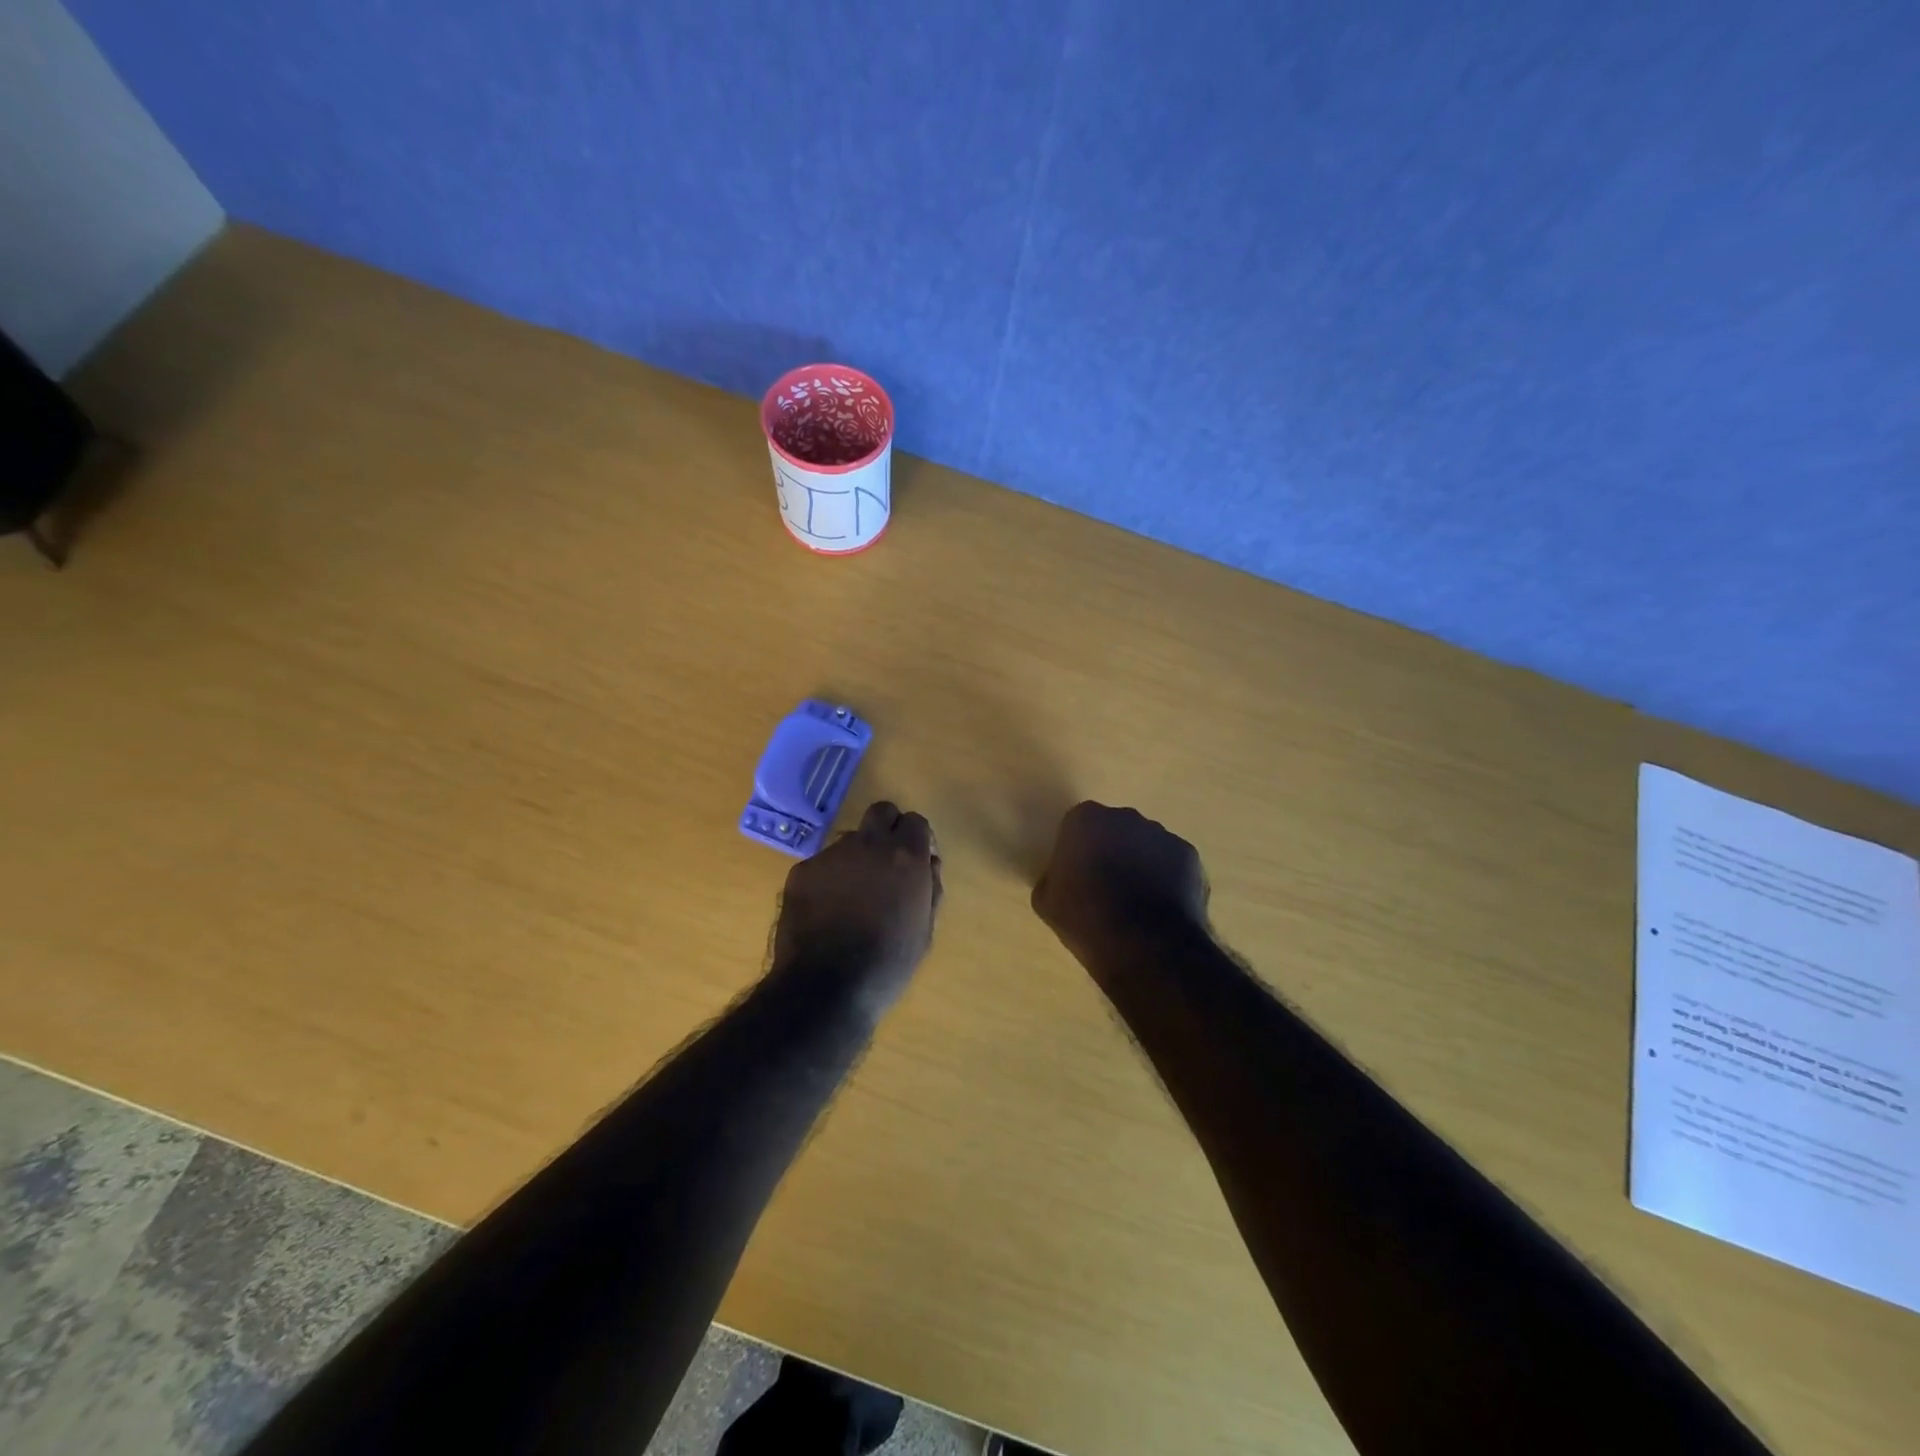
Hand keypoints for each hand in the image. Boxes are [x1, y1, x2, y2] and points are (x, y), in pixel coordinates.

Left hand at [772, 801, 942, 1014]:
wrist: (825, 988)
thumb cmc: (887, 964)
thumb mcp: (925, 930)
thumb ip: (931, 887)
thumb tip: (929, 861)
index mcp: (905, 856)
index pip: (915, 821)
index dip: (917, 839)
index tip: (917, 861)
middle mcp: (868, 844)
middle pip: (881, 812)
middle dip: (888, 828)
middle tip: (887, 862)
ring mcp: (830, 855)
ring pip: (850, 839)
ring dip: (857, 856)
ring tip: (853, 895)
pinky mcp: (801, 871)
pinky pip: (822, 864)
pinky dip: (829, 878)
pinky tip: (827, 909)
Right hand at [1031, 802, 1208, 967]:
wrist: (1144, 945)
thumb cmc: (1086, 918)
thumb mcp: (1047, 901)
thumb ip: (1052, 878)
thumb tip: (1060, 878)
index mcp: (1085, 819)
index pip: (1077, 825)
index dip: (1077, 849)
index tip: (1076, 873)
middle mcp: (1125, 816)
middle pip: (1114, 828)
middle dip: (1111, 849)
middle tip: (1105, 886)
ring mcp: (1162, 834)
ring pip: (1146, 844)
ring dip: (1140, 863)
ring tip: (1137, 902)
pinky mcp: (1190, 855)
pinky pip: (1172, 863)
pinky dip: (1167, 879)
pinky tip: (1160, 908)